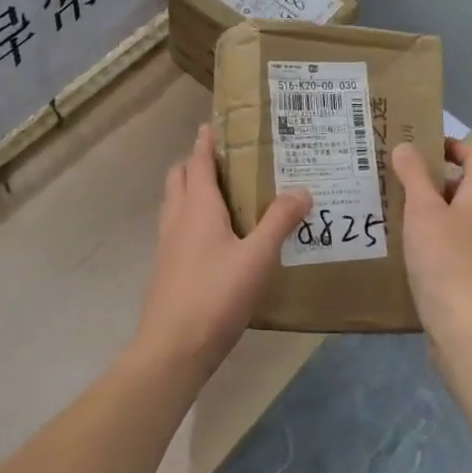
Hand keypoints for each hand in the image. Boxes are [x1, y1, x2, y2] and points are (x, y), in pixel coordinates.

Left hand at [134, 124, 311, 377]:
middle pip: (180, 177)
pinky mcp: (168, 268)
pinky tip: (217, 237)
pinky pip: (179, 227)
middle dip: (196, 162)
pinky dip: (193, 217)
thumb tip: (303, 190)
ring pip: (176, 203)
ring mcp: (168, 244)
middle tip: (226, 158)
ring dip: (192, 189)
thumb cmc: (215, 295)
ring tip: (225, 193)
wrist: (173, 348)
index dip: (205, 141)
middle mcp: (178, 218)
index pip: (198, 161)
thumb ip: (280, 222)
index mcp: (197, 206)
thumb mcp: (258, 257)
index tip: (213, 123)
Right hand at [392, 138, 471, 348]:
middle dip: (432, 181)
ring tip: (396, 214)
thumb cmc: (444, 258)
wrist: (464, 326)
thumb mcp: (422, 210)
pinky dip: (432, 240)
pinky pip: (453, 246)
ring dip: (430, 212)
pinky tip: (407, 251)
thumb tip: (406, 146)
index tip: (420, 147)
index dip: (451, 144)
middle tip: (397, 180)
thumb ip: (414, 175)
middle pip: (465, 187)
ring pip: (457, 218)